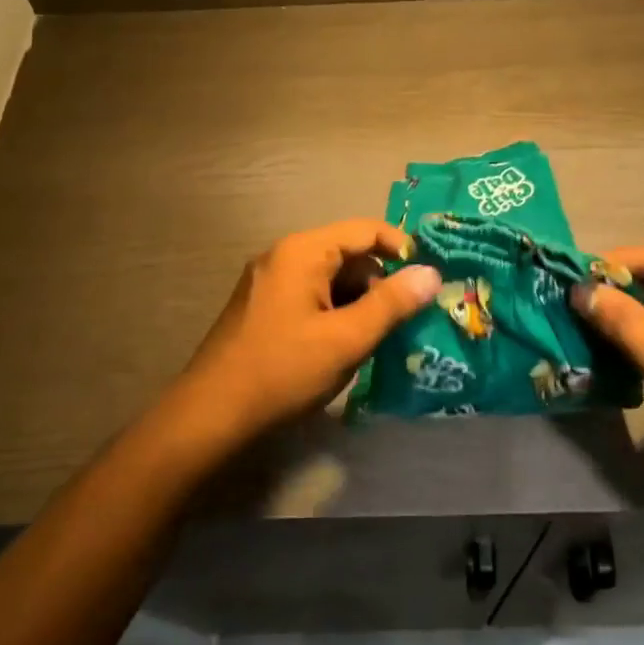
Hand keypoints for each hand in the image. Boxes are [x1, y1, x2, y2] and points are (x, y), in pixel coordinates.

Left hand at [178, 220, 442, 441]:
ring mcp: (269, 282)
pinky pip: (311, 297)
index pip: (365, 230)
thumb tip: (431, 273)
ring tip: (381, 338)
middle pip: (347, 254)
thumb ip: (391, 303)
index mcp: (303, 252)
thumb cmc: (283, 370)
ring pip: (330, 279)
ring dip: (359, 302)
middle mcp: (283, 256)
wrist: (212, 414)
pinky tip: (347, 347)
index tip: (428, 279)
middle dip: (381, 282)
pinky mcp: (263, 308)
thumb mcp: (346, 338)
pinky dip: (336, 313)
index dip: (402, 248)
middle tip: (408, 318)